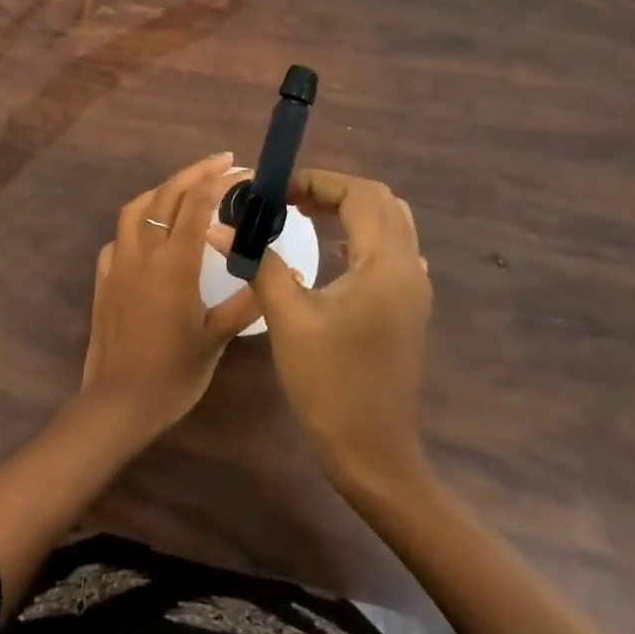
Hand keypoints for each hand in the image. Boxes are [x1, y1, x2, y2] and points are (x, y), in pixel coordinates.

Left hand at [80, 153, 261, 434]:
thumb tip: (285, 275)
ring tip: (185, 189)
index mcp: (174, 263)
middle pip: (166, 194)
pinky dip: (138, 222)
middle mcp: (143, 251)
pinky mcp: (103, 277)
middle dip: (195, 172)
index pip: (197, 203)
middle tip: (221, 162)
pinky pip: (120, 236)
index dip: (219, 180)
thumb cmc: (173, 373)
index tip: (241, 171)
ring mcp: (118, 262)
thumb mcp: (217, 338)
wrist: (119, 401)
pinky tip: (151, 234)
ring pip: (137, 207)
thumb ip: (248, 301)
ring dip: (162, 190)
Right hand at [251, 169, 433, 489]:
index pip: (360, 195)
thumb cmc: (329, 384)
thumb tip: (221, 229)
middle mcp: (408, 267)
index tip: (276, 190)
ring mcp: (413, 289)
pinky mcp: (408, 306)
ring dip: (350, 209)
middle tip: (289, 199)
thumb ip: (259, 264)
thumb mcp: (288, 319)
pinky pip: (391, 250)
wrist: (373, 452)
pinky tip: (331, 252)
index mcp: (385, 265)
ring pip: (390, 224)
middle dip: (333, 190)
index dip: (318, 181)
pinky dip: (362, 234)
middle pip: (380, 202)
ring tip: (305, 215)